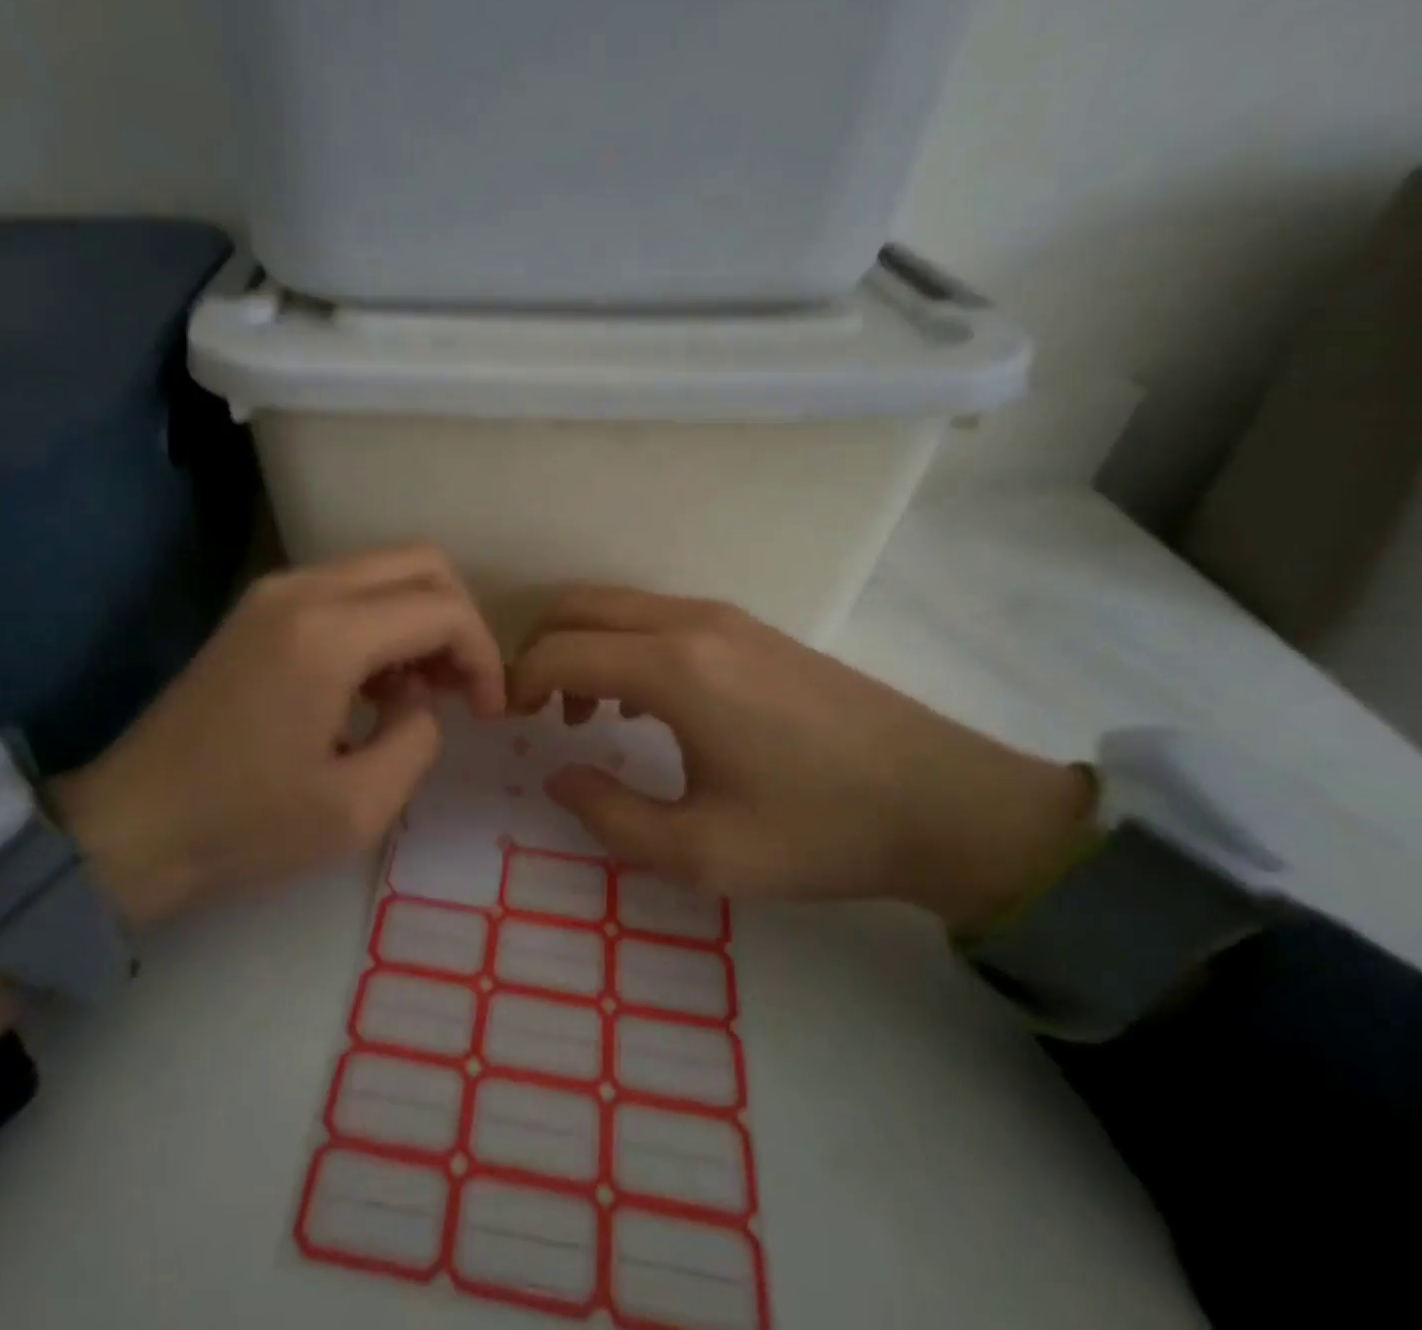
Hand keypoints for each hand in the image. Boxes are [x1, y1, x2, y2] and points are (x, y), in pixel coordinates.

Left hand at [51, 546, 506, 923]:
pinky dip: (382, 620)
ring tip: (417, 692)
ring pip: (385, 569)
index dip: (484, 656)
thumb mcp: (358, 807)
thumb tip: (420, 700)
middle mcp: (303, 589)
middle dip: (459, 623)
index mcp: (328, 635)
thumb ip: (418, 739)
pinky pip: (347, 587)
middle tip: (459, 690)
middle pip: (421, 562)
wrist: (132, 825)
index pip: (443, 608)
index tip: (488, 711)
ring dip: (420, 618)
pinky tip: (373, 682)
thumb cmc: (243, 826)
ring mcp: (275, 591)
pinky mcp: (260, 607)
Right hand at [508, 587, 1093, 929]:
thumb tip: (558, 776)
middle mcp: (692, 623)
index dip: (520, 683)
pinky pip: (658, 616)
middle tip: (535, 710)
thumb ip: (610, 816)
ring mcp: (726, 618)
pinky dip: (623, 644)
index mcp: (674, 668)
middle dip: (539, 648)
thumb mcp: (701, 852)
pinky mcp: (752, 629)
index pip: (560, 650)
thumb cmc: (818, 831)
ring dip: (583, 645)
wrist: (944, 802)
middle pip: (580, 604)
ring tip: (586, 713)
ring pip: (619, 605)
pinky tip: (643, 702)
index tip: (511, 725)